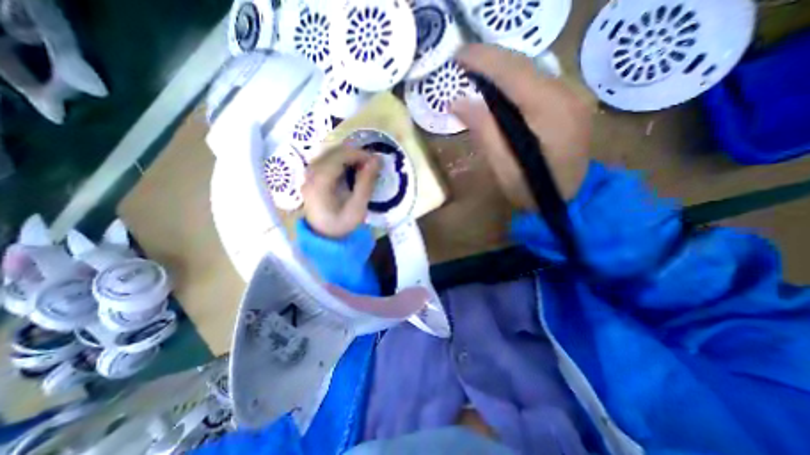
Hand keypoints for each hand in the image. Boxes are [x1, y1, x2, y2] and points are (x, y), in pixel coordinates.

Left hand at [302, 145, 381, 238]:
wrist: (325, 237)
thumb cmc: (342, 224)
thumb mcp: (358, 207)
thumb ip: (366, 182)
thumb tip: (376, 160)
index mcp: (320, 183)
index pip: (338, 157)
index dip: (358, 154)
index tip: (375, 160)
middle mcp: (310, 175)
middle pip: (332, 153)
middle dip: (354, 154)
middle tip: (371, 163)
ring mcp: (308, 175)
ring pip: (329, 155)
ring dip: (347, 156)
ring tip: (363, 165)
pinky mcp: (311, 178)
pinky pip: (326, 161)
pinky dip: (341, 161)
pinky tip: (350, 169)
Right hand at [453, 45, 592, 208]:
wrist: (569, 198)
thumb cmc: (532, 191)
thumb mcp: (503, 168)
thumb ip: (484, 131)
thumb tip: (458, 102)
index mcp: (550, 112)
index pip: (513, 73)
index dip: (483, 60)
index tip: (457, 56)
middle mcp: (567, 94)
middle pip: (523, 63)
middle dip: (490, 58)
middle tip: (461, 61)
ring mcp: (572, 95)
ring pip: (530, 68)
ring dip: (500, 66)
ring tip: (474, 71)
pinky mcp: (569, 100)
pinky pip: (536, 79)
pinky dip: (512, 77)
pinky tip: (496, 85)